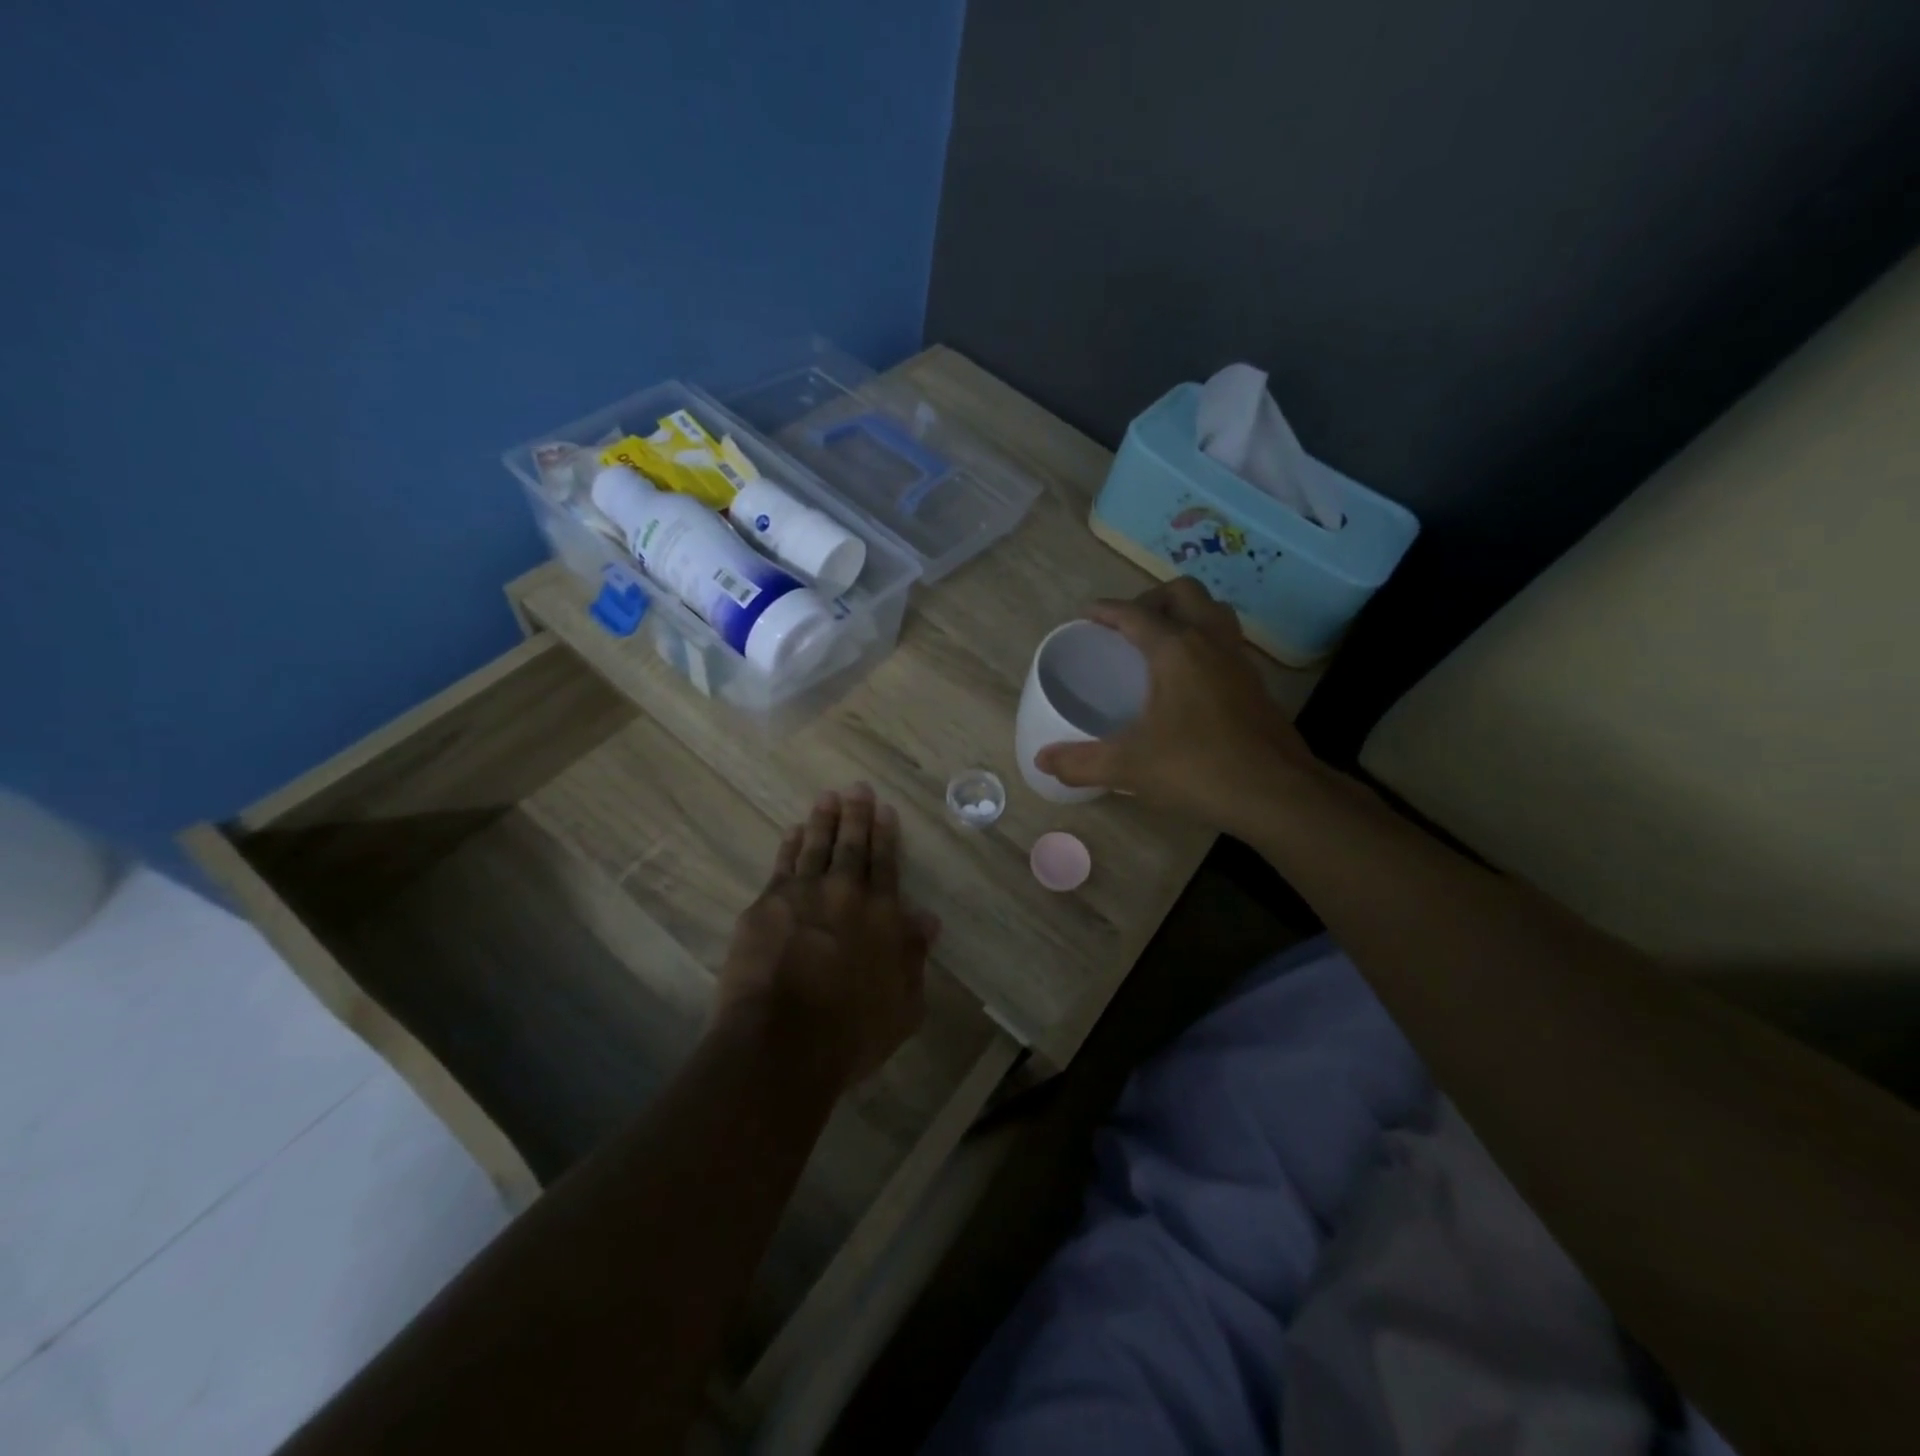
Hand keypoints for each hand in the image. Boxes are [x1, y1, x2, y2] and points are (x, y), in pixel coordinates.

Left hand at [716, 784, 936, 1086]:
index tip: (885, 810)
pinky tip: (791, 832)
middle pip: (852, 846)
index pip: (886, 864)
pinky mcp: (765, 906)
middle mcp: (845, 894)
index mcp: (882, 915)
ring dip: (823, 821)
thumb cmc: (851, 1034)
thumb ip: (913, 956)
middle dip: (856, 815)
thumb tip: (926, 918)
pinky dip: (789, 845)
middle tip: (856, 788)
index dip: (886, 835)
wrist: (783, 1044)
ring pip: (815, 847)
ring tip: (826, 798)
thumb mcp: (904, 1005)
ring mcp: (802, 895)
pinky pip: (782, 865)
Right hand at [1034, 579, 1317, 831]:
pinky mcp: (1255, 684)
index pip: (1135, 613)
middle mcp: (1210, 642)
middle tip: (1128, 627)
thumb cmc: (1198, 768)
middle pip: (1183, 592)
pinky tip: (1188, 678)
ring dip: (1185, 613)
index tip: (1086, 615)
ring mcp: (1238, 661)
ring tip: (1159, 642)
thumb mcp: (1130, 766)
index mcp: (1176, 650)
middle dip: (1151, 598)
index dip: (1107, 610)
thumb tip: (1042, 761)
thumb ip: (1082, 762)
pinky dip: (1203, 641)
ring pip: (1213, 611)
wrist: (1277, 794)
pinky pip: (1226, 641)